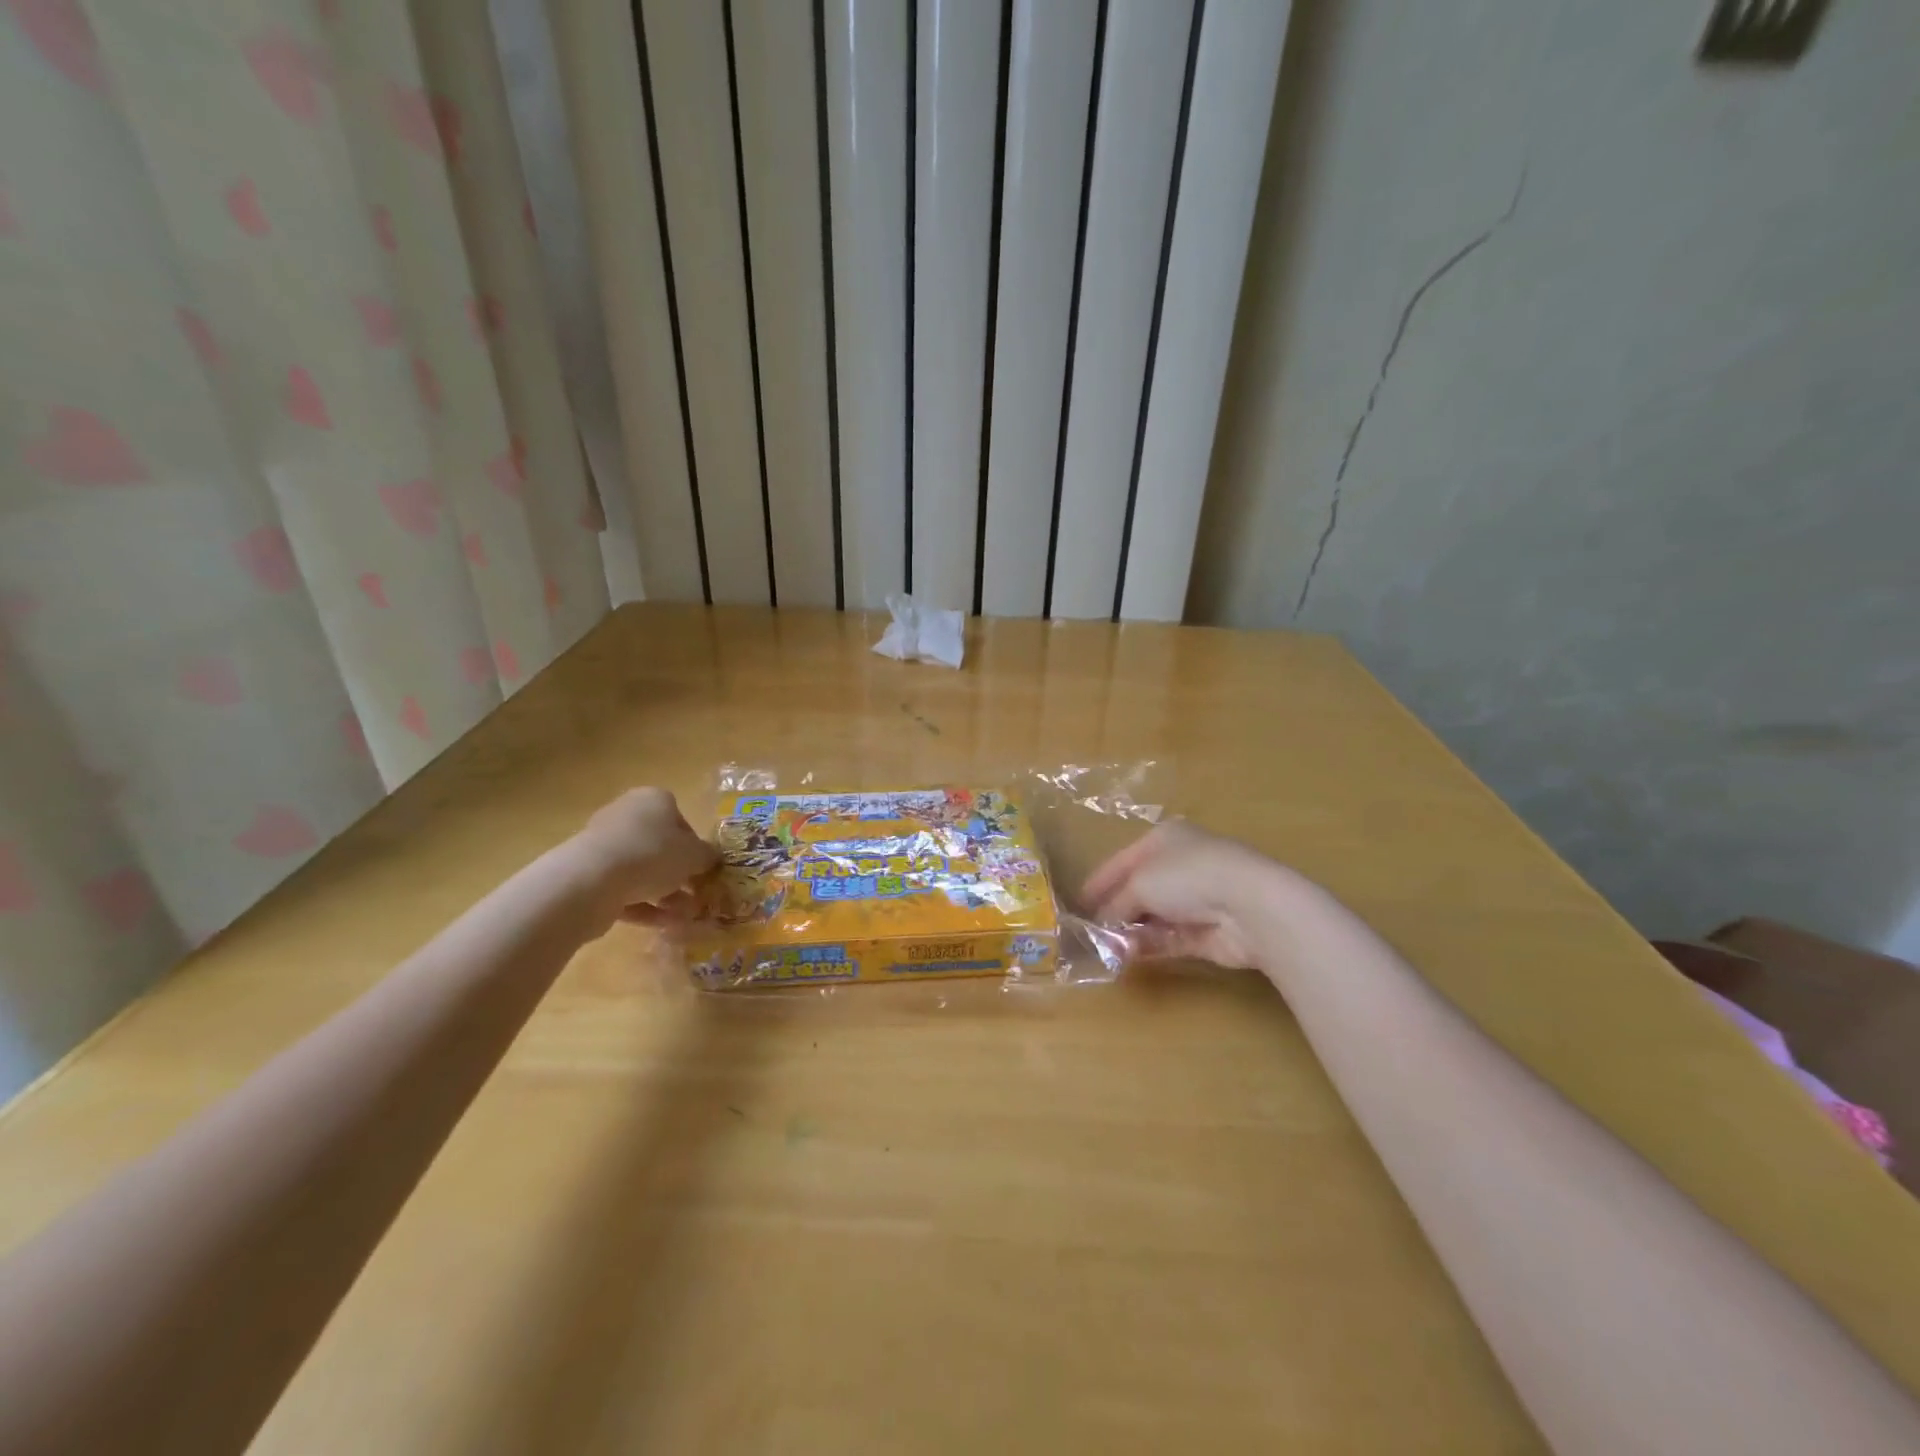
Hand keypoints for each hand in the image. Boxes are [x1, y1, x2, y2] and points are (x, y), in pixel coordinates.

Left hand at [575, 788, 717, 921]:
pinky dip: (645, 906)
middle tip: (696, 895)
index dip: (695, 845)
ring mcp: (604, 845)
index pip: (680, 819)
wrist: (592, 880)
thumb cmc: (653, 854)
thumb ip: (708, 856)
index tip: (703, 868)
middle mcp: (626, 816)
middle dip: (679, 873)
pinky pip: (624, 889)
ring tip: (684, 917)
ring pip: (642, 870)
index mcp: (653, 800)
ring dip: (665, 893)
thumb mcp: (695, 855)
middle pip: (659, 845)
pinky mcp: (589, 875)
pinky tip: (664, 924)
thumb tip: (711, 859)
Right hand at [1080, 821, 1288, 969]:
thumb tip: (1101, 926)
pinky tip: (1127, 956)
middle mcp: (1179, 865)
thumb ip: (1115, 905)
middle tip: (1088, 933)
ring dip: (1130, 932)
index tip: (1076, 905)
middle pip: (1137, 890)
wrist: (1249, 906)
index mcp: (1163, 839)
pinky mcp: (1207, 932)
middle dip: (1113, 911)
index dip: (1098, 882)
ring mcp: (1196, 899)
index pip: (1121, 861)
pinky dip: (1149, 946)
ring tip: (1105, 949)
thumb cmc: (1186, 876)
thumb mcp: (1138, 884)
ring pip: (1153, 917)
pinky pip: (1169, 938)